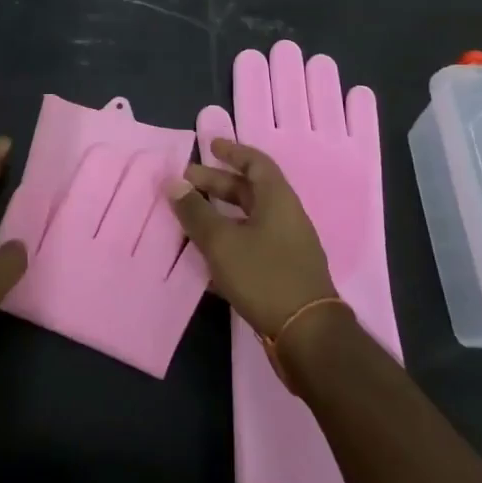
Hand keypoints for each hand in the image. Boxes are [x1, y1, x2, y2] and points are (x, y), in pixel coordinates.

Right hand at [166, 139, 337, 338]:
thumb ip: (195, 212)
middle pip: (249, 190)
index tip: (209, 146)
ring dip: (220, 215)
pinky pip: (252, 245)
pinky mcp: (284, 273)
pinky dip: (229, 242)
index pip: (255, 162)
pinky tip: (205, 257)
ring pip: (249, 220)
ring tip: (190, 218)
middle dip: (217, 184)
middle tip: (186, 182)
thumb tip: (174, 183)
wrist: (307, 336)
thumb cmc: (264, 276)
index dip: (232, 151)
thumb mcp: (222, 242)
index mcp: (277, 198)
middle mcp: (285, 216)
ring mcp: (287, 246)